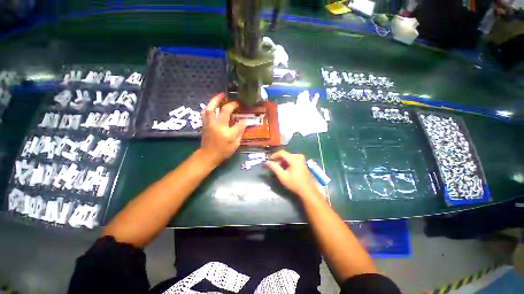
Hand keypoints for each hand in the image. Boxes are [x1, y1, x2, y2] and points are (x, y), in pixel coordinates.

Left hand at [199, 93, 245, 167]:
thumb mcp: (235, 144)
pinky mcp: (204, 124)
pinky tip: (213, 105)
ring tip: (221, 95)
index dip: (243, 120)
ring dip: (215, 100)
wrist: (208, 156)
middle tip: (235, 102)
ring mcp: (210, 124)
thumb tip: (243, 123)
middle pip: (224, 110)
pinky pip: (205, 113)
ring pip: (211, 108)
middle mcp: (218, 126)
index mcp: (228, 133)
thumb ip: (240, 133)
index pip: (239, 123)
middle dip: (231, 104)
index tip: (245, 119)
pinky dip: (209, 107)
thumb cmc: (223, 152)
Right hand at [265, 150, 317, 197]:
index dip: (274, 155)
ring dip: (282, 161)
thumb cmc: (294, 184)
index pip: (281, 153)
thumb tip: (267, 162)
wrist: (307, 190)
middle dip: (278, 159)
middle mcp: (298, 156)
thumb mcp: (282, 176)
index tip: (269, 160)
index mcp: (294, 159)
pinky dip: (286, 162)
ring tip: (278, 168)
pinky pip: (291, 158)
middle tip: (273, 166)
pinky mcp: (302, 161)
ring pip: (287, 156)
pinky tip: (284, 168)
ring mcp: (301, 158)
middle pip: (285, 154)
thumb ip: (274, 168)